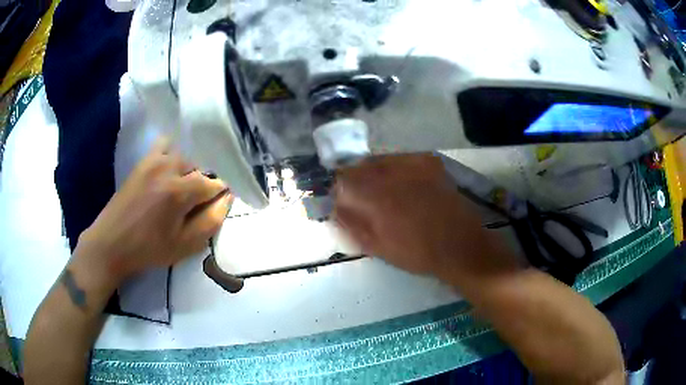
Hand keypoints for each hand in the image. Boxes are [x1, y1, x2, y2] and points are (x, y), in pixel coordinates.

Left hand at [75, 137, 232, 284]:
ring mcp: (154, 160)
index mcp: (180, 191)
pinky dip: (172, 154)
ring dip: (188, 171)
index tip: (212, 210)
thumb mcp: (185, 245)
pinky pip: (164, 145)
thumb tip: (226, 199)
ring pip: (185, 157)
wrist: (112, 243)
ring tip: (180, 191)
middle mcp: (169, 168)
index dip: (218, 197)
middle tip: (193, 207)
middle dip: (202, 186)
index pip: (214, 183)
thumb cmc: (149, 249)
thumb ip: (211, 222)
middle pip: (200, 168)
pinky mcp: (143, 161)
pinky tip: (167, 172)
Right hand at [333, 154, 515, 281]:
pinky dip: (395, 168)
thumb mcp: (379, 247)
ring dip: (374, 172)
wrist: (460, 246)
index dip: (339, 188)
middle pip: (361, 165)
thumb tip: (335, 207)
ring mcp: (414, 165)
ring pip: (381, 160)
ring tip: (382, 190)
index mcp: (378, 198)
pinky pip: (402, 158)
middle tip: (361, 195)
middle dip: (355, 178)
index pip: (344, 180)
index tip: (342, 199)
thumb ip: (352, 225)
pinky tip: (402, 183)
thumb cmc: (418, 253)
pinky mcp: (430, 163)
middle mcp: (394, 175)